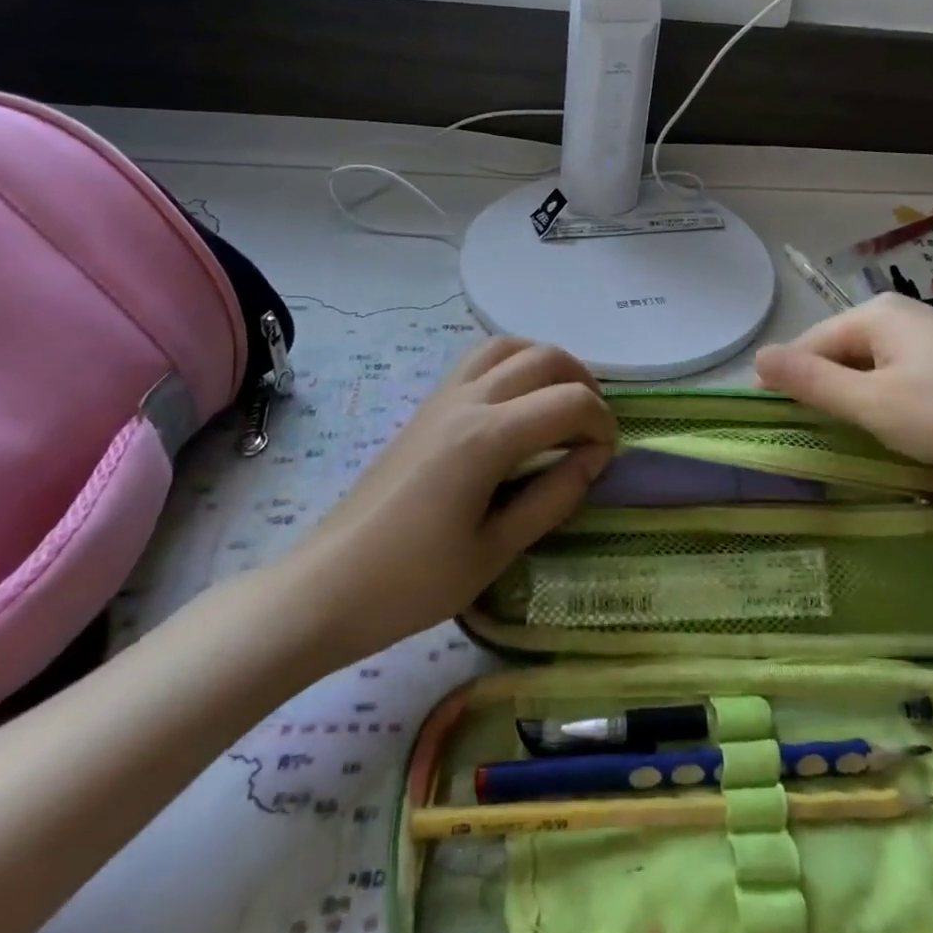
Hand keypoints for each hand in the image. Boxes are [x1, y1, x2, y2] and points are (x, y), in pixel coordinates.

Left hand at [283, 338, 615, 662]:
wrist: (327, 586)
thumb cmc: (413, 582)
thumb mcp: (495, 551)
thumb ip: (552, 498)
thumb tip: (594, 461)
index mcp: (488, 437)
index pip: (569, 402)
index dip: (602, 424)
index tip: (605, 461)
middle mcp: (467, 401)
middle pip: (544, 358)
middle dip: (584, 383)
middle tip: (594, 428)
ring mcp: (442, 398)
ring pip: (508, 346)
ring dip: (546, 364)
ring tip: (562, 403)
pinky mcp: (426, 407)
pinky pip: (478, 361)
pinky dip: (513, 364)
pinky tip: (518, 405)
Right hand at [755, 294, 932, 491]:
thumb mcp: (874, 405)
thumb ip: (813, 382)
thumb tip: (757, 356)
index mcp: (876, 314)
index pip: (810, 343)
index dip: (787, 380)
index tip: (773, 422)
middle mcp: (900, 315)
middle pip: (840, 353)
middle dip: (825, 392)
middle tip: (814, 438)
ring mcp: (929, 338)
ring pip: (870, 368)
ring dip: (856, 401)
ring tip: (849, 439)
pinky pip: (899, 378)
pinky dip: (886, 403)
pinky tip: (892, 431)